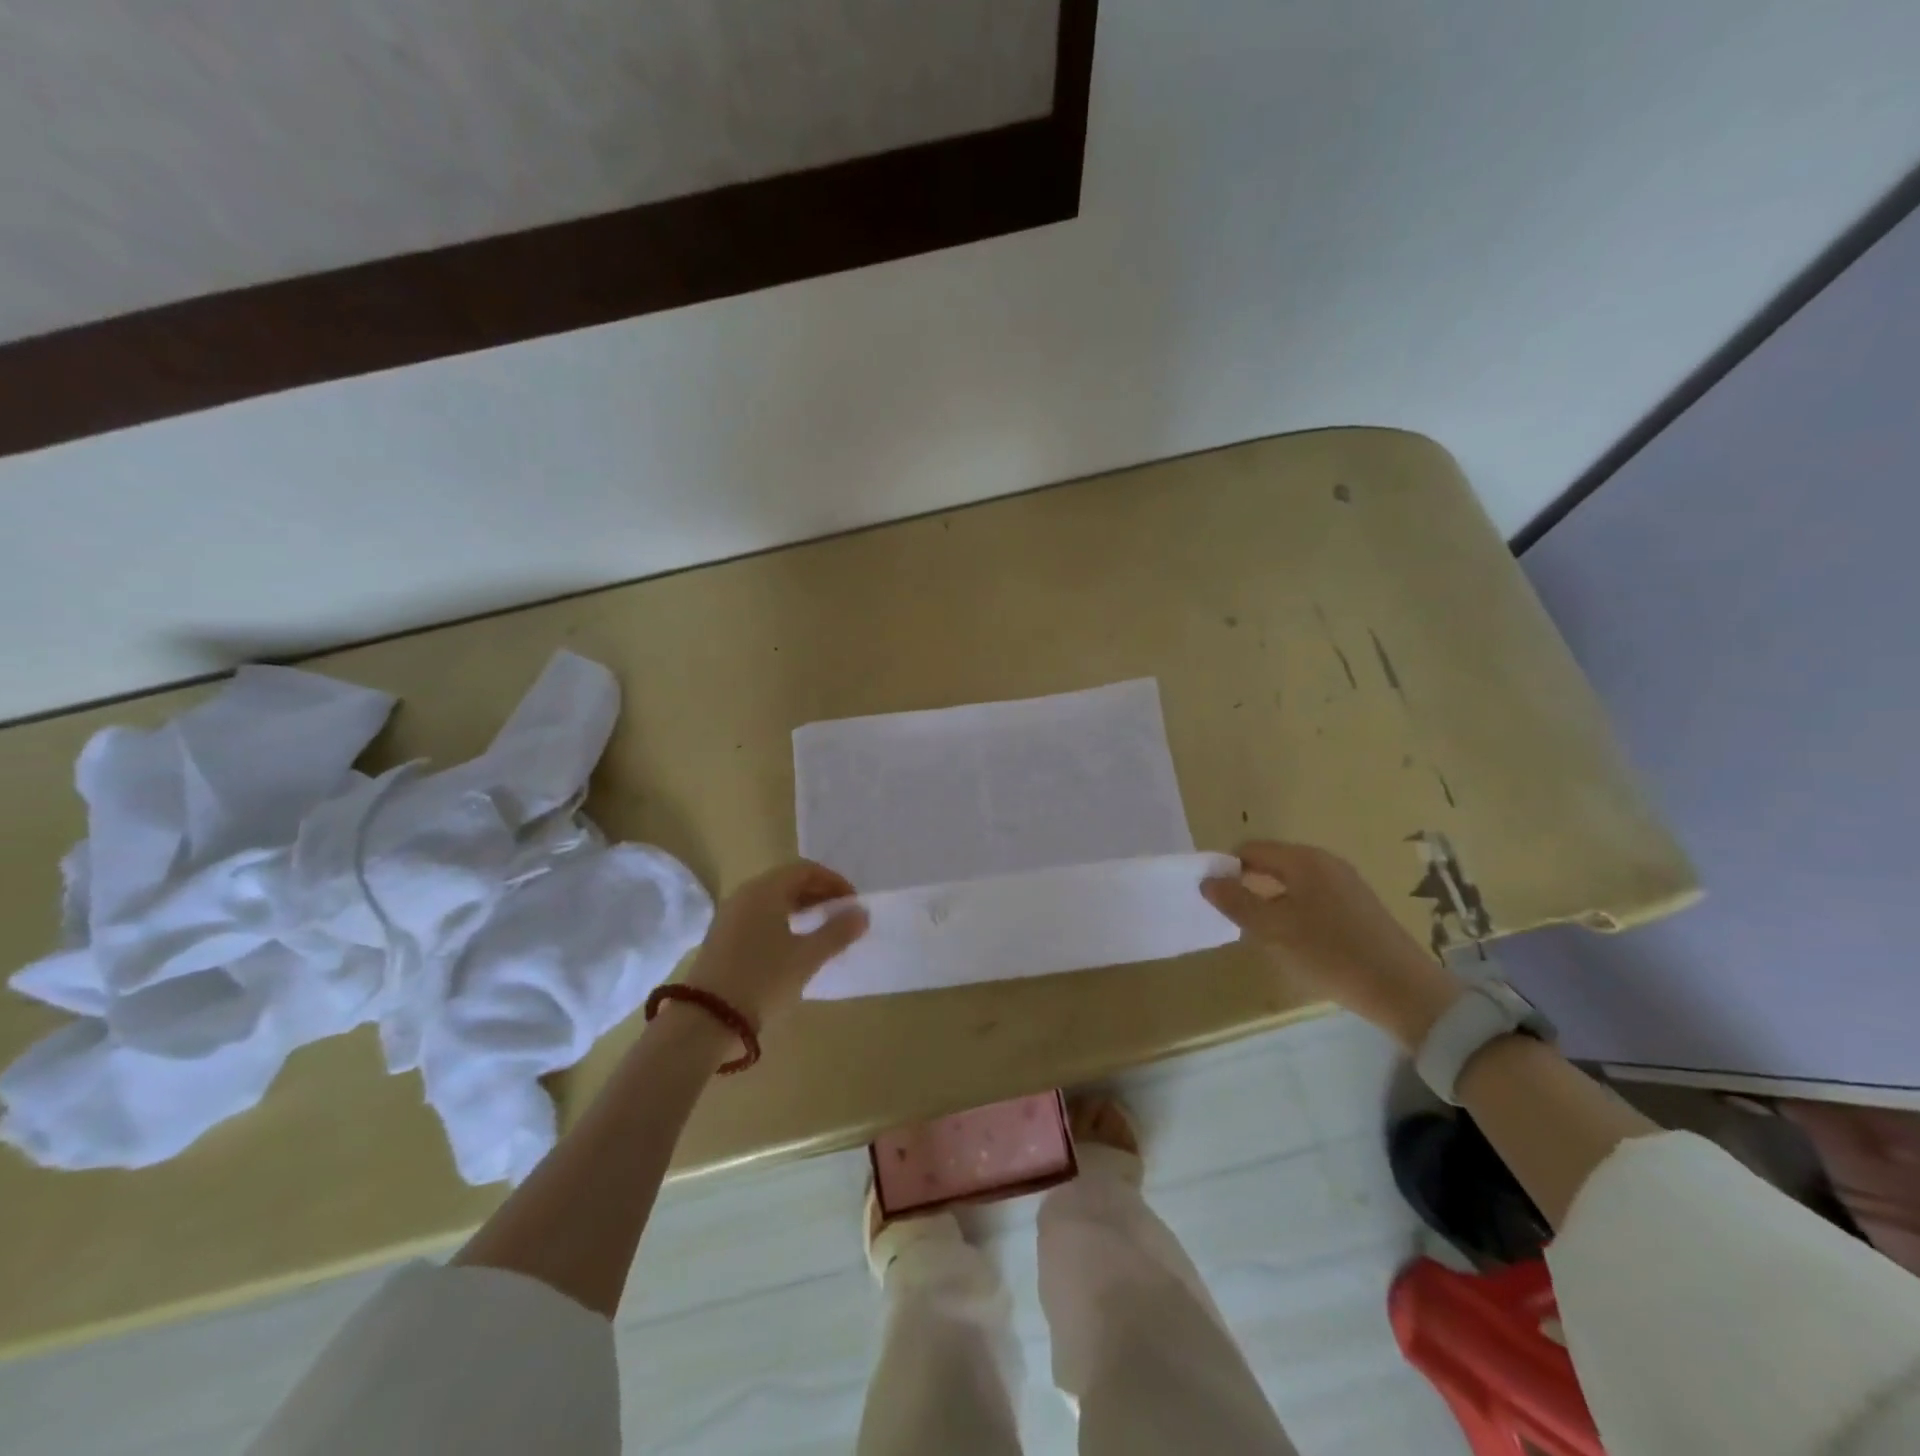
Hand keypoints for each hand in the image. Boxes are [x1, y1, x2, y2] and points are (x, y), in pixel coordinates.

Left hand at [680, 860, 867, 1035]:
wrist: (707, 1020)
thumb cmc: (763, 979)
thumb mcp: (807, 957)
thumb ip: (837, 932)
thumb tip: (861, 913)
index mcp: (766, 890)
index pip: (805, 870)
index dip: (833, 882)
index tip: (852, 904)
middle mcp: (745, 894)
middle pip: (788, 882)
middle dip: (818, 895)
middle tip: (841, 916)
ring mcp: (730, 916)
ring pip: (773, 900)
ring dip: (801, 909)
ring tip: (822, 931)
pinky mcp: (722, 937)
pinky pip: (759, 917)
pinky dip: (782, 922)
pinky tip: (793, 946)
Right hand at [1202, 840, 1465, 1048]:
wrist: (1404, 991)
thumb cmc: (1330, 954)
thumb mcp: (1272, 930)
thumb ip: (1236, 902)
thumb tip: (1208, 881)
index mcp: (1303, 860)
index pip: (1250, 849)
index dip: (1227, 869)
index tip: (1216, 900)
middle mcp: (1325, 862)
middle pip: (1271, 864)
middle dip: (1248, 888)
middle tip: (1236, 921)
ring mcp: (1346, 884)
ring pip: (1292, 884)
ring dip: (1271, 904)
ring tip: (1265, 937)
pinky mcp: (1359, 908)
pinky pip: (1313, 899)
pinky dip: (1295, 914)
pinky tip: (1297, 944)